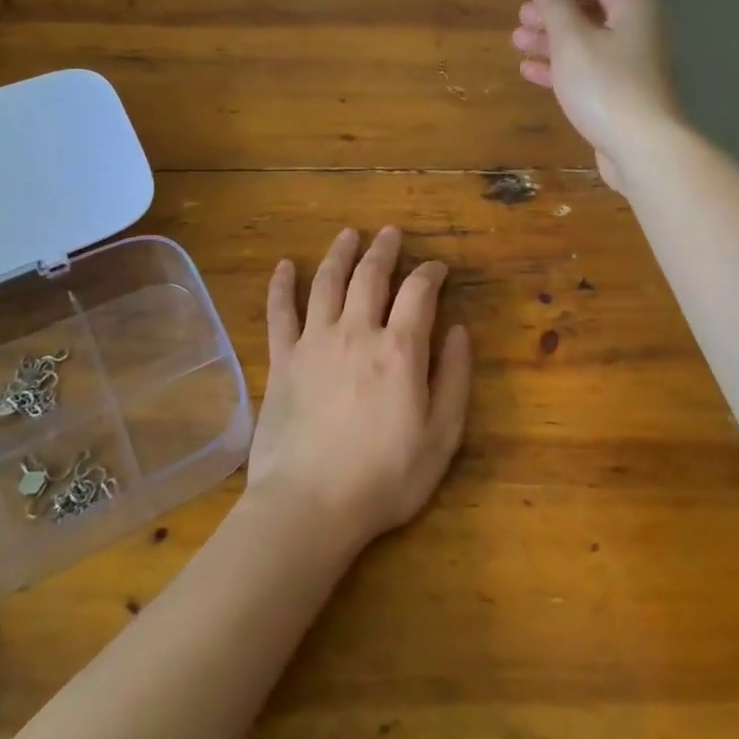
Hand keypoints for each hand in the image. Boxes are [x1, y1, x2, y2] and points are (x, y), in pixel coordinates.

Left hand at [245, 227, 471, 551]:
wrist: (310, 505)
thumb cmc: (385, 477)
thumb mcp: (442, 436)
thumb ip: (454, 378)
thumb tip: (458, 331)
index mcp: (400, 349)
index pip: (418, 292)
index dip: (430, 272)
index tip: (437, 267)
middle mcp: (357, 332)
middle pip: (371, 276)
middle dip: (384, 250)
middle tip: (390, 233)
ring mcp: (314, 342)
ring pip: (327, 282)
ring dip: (340, 253)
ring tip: (348, 234)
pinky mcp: (282, 360)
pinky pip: (280, 312)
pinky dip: (282, 285)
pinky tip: (284, 266)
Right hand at [513, 0, 679, 192]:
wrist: (641, 148)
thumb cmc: (604, 85)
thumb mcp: (572, 39)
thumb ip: (555, 5)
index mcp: (633, 9)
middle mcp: (638, 32)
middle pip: (592, 13)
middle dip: (554, 14)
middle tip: (521, 18)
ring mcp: (631, 67)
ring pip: (587, 44)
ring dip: (552, 42)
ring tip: (517, 42)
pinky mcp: (621, 96)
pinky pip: (588, 72)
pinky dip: (561, 68)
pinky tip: (530, 72)